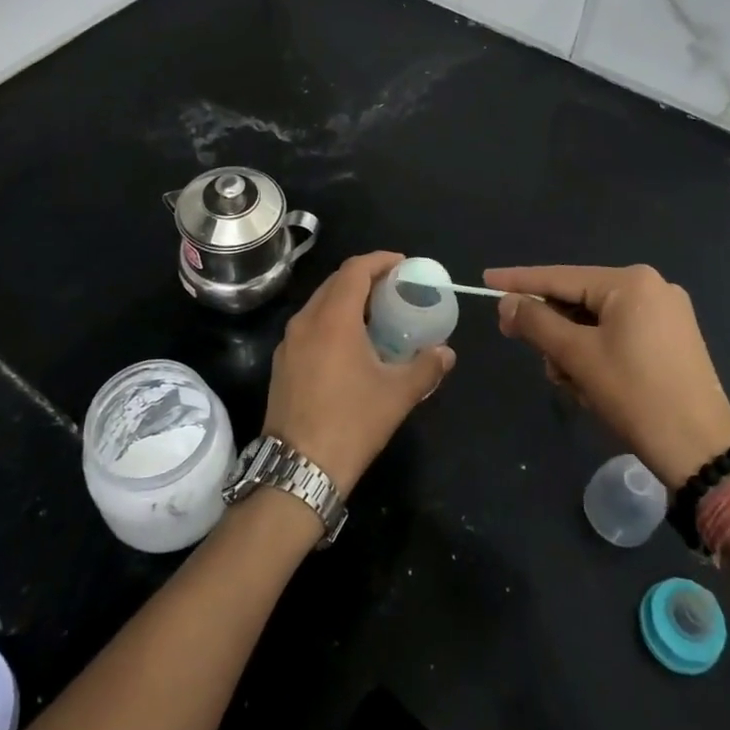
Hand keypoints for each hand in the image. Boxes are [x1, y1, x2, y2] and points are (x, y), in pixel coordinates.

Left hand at [263, 251, 454, 498]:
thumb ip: (426, 367)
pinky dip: (331, 321)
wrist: (298, 469)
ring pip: (320, 304)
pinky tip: (350, 346)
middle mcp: (306, 320)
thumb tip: (447, 352)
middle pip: (336, 282)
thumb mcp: (397, 395)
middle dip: (365, 278)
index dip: (380, 261)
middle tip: (394, 289)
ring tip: (376, 316)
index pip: (355, 269)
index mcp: (333, 318)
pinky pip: (310, 326)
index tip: (403, 265)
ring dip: (347, 300)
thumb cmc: (351, 423)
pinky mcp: (282, 362)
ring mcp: (289, 342)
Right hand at [484, 264, 729, 488]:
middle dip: (553, 329)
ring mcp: (666, 313)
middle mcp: (651, 287)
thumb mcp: (577, 357)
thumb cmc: (636, 396)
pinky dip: (597, 354)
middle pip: (579, 299)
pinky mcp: (673, 339)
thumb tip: (507, 303)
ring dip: (573, 349)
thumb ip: (537, 322)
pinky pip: (618, 334)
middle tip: (530, 353)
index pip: (560, 276)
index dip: (519, 281)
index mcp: (630, 282)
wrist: (702, 451)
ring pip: (596, 321)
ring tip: (571, 383)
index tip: (486, 279)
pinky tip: (590, 384)